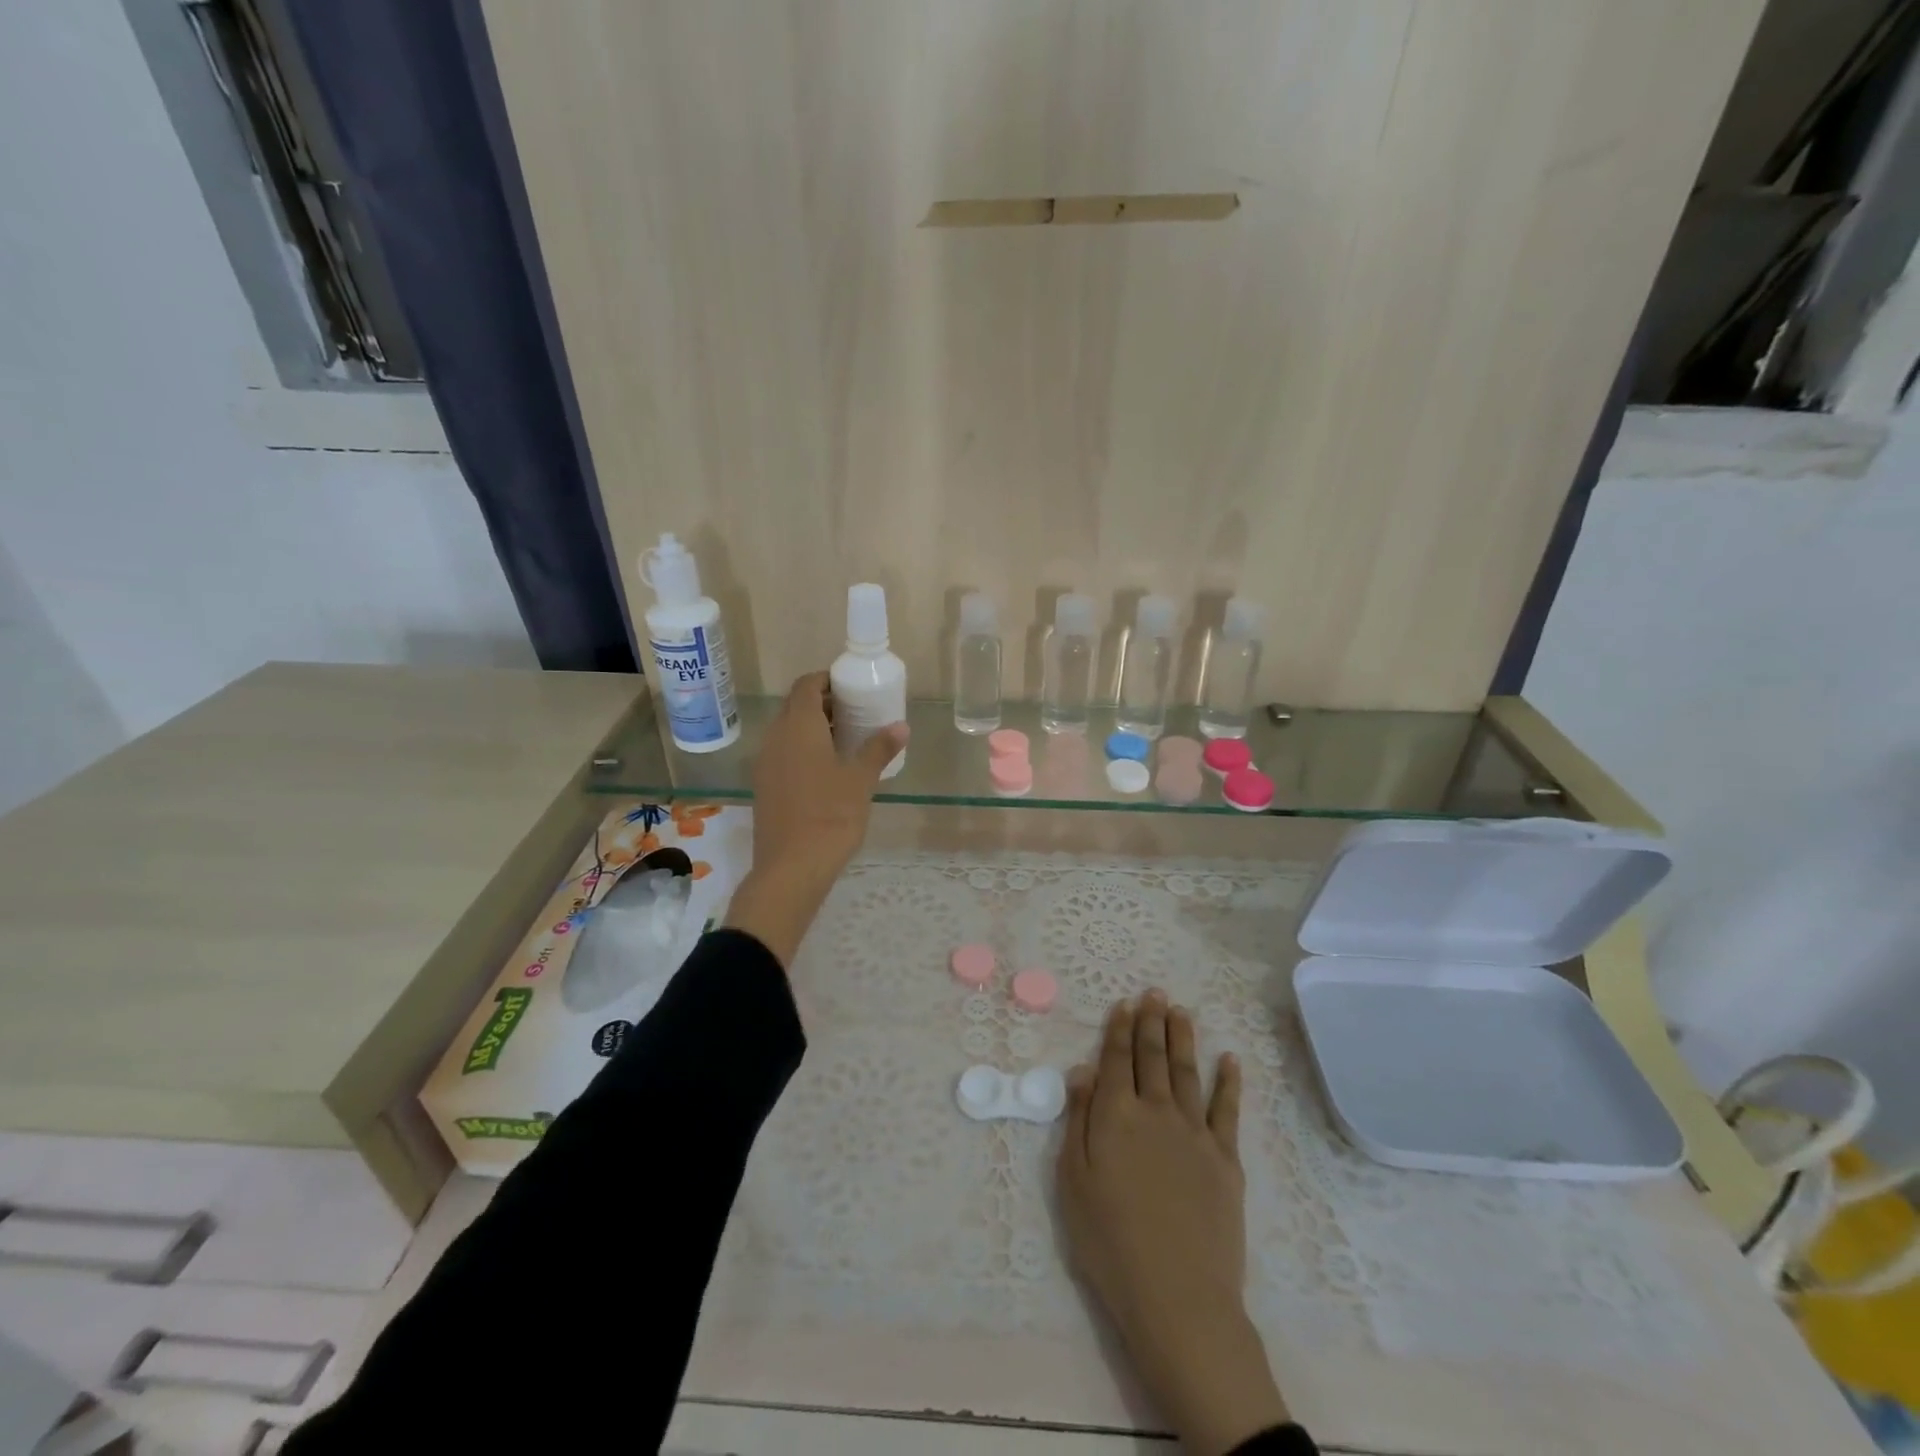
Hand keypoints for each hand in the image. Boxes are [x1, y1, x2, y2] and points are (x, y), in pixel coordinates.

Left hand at [723, 672, 906, 964]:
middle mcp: (775, 738)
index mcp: (798, 727)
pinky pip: (783, 753)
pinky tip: (826, 769)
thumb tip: (900, 726)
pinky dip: (802, 749)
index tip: (850, 685)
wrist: (791, 868)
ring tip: (845, 739)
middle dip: (822, 702)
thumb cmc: (831, 816)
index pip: (806, 685)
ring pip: (787, 731)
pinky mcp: (764, 786)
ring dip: (812, 727)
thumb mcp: (861, 781)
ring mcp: (765, 763)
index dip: (826, 679)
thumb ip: (879, 749)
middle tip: (854, 711)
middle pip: (795, 706)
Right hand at [1057, 992, 1290, 1455]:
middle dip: (1152, 1021)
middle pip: (1153, 1056)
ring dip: (1184, 1038)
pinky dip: (1229, 1081)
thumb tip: (1083, 1071)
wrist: (1178, 1296)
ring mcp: (1196, 1132)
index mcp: (1117, 1115)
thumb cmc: (1111, 1241)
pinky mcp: (1226, 1159)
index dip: (1119, 1029)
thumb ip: (1079, 1121)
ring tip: (1181, 1011)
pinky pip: (1228, 1110)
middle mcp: (1157, 1111)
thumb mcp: (1074, 1182)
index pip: (1117, 1059)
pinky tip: (1230, 1060)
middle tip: (1155, 992)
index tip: (1124, 1003)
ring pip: (1188, 1072)